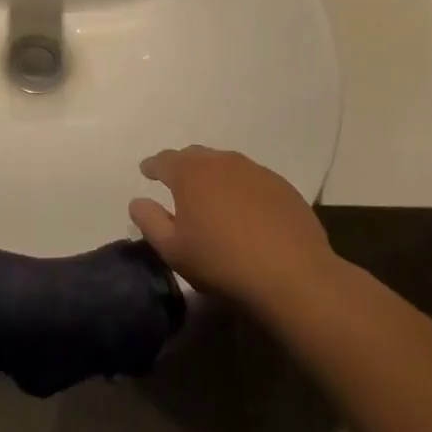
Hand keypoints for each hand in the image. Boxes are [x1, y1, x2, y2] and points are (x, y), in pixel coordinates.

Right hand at [129, 147, 335, 308]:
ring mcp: (255, 171)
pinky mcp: (282, 187)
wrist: (293, 276)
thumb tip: (138, 201)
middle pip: (195, 156)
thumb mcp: (173, 249)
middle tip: (177, 184)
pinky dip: (241, 188)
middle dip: (182, 166)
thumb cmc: (222, 262)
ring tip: (212, 196)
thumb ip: (149, 221)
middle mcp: (221, 161)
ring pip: (225, 165)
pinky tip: (245, 210)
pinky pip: (252, 179)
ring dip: (214, 176)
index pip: (163, 160)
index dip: (152, 166)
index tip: (146, 172)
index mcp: (190, 172)